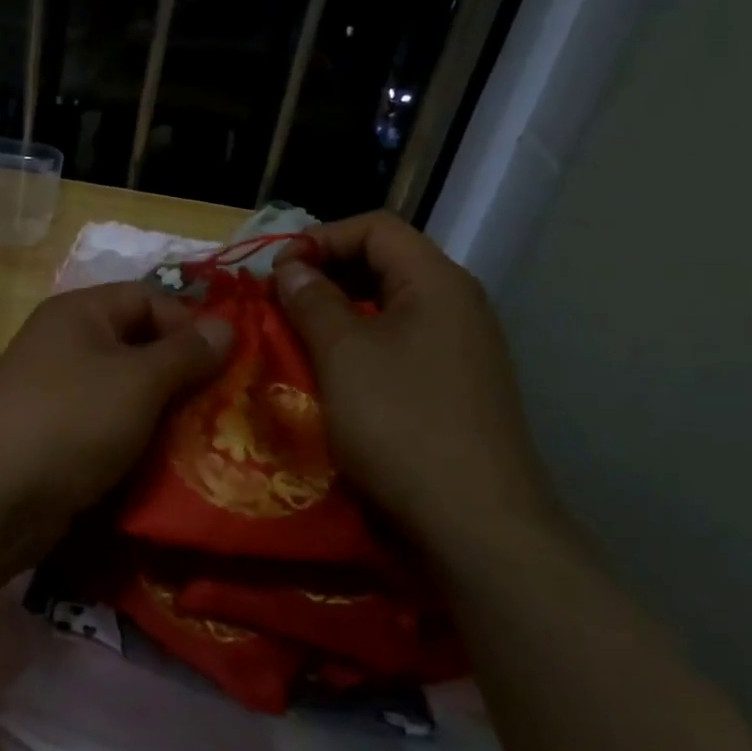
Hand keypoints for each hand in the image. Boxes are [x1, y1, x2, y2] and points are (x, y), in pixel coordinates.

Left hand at [0, 281, 231, 562]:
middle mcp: (66, 346)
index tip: (226, 364)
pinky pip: (110, 430)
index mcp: (80, 313)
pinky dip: (138, 444)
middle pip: (139, 347)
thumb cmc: (70, 420)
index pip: (148, 297)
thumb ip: (186, 353)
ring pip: (127, 394)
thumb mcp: (138, 380)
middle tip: (225, 407)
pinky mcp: (58, 440)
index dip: (189, 323)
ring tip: (207, 440)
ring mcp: (59, 396)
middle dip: (183, 375)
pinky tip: (170, 467)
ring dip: (165, 415)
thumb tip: (226, 327)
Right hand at [272, 212, 554, 545]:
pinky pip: (399, 348)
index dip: (321, 238)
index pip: (376, 227)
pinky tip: (331, 377)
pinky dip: (358, 349)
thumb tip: (292, 267)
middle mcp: (456, 306)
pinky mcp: (453, 391)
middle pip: (384, 264)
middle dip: (326, 275)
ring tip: (295, 338)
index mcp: (436, 282)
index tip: (276, 273)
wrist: (475, 523)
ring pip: (388, 310)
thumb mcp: (343, 354)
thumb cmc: (401, 423)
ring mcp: (459, 352)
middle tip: (278, 303)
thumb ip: (312, 300)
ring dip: (337, 315)